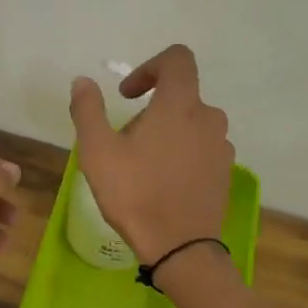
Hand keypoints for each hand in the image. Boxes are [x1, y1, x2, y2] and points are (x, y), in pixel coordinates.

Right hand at [69, 45, 232, 263]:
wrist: (180, 248)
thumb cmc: (135, 193)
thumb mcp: (97, 150)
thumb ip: (88, 109)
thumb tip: (82, 81)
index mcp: (180, 105)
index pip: (178, 59)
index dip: (150, 67)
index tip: (127, 94)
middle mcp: (208, 118)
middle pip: (181, 95)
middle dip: (152, 108)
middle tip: (126, 140)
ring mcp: (221, 147)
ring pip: (192, 123)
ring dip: (168, 131)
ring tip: (143, 163)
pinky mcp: (225, 172)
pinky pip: (203, 148)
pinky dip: (183, 153)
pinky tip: (163, 181)